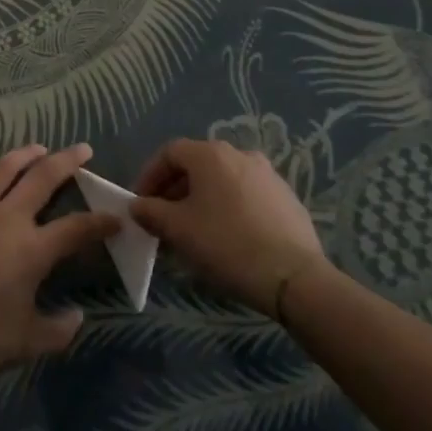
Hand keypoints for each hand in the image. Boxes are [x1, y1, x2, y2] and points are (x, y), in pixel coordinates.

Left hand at [0, 144, 119, 381]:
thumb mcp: (24, 342)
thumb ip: (56, 331)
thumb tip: (77, 318)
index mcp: (33, 249)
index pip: (77, 229)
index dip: (100, 222)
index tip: (116, 217)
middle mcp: (8, 218)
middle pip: (44, 179)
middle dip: (68, 162)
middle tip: (83, 149)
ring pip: (4, 170)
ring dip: (24, 155)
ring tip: (39, 147)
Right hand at [130, 138, 332, 315]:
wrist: (294, 277)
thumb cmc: (227, 244)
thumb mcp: (179, 230)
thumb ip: (152, 212)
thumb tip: (137, 206)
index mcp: (211, 154)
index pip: (169, 153)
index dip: (149, 175)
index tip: (141, 203)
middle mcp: (240, 154)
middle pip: (197, 165)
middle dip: (175, 190)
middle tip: (164, 220)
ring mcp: (267, 175)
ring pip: (222, 181)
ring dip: (202, 200)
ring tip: (194, 231)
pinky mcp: (286, 198)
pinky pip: (246, 195)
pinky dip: (229, 208)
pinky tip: (227, 237)